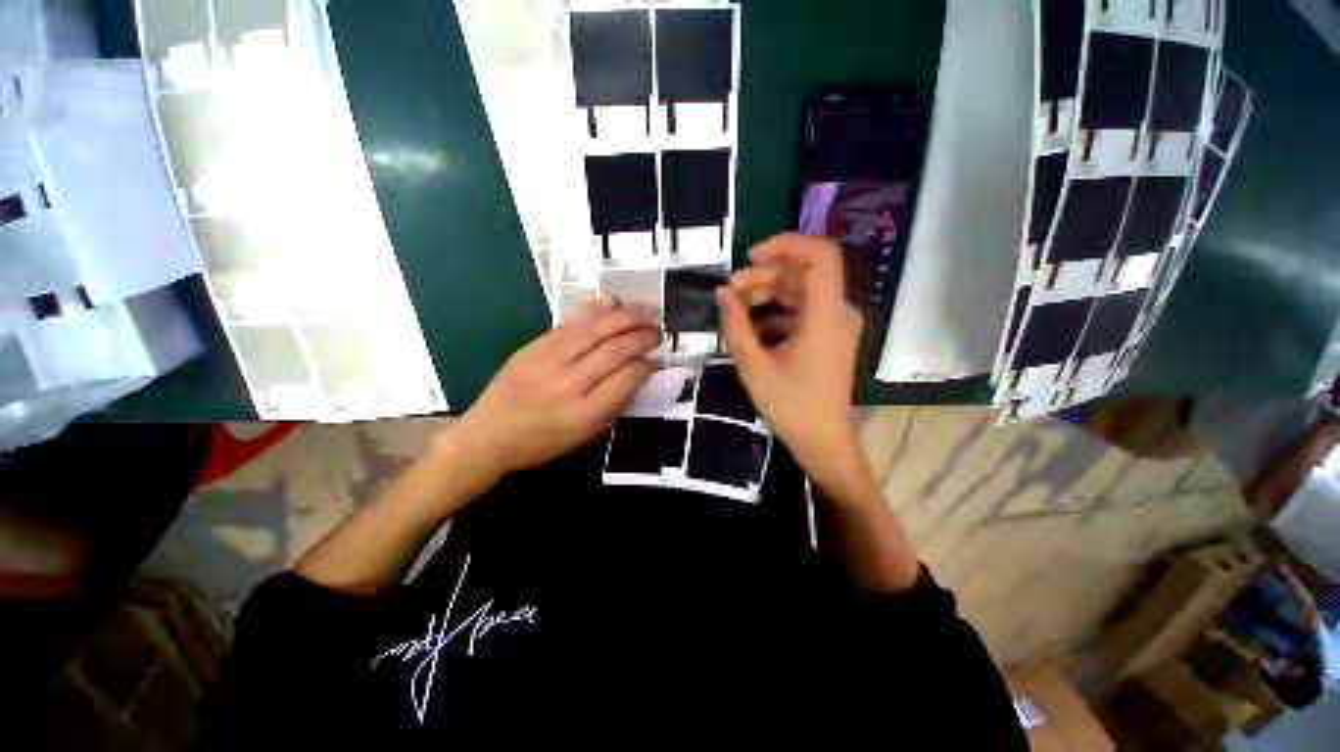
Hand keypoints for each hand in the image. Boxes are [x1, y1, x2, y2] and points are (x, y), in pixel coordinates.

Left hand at [457, 299, 661, 481]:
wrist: (488, 435)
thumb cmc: (542, 442)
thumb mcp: (585, 435)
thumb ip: (614, 404)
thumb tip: (640, 373)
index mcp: (584, 414)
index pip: (626, 379)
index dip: (648, 365)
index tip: (658, 360)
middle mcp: (569, 384)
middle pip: (615, 351)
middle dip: (643, 336)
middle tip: (659, 331)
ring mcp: (549, 361)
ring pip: (595, 331)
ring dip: (625, 317)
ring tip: (647, 310)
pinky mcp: (534, 347)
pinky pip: (569, 324)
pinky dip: (593, 310)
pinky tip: (612, 302)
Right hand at [716, 234, 868, 498]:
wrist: (822, 441)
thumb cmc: (790, 406)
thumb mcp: (753, 364)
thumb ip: (735, 324)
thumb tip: (722, 292)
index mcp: (827, 315)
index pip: (821, 254)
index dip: (787, 244)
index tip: (750, 256)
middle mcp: (839, 312)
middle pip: (803, 273)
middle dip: (764, 276)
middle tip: (730, 292)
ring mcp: (837, 324)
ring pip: (801, 290)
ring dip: (768, 293)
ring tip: (736, 308)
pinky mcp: (830, 335)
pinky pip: (803, 309)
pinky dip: (777, 310)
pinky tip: (753, 326)